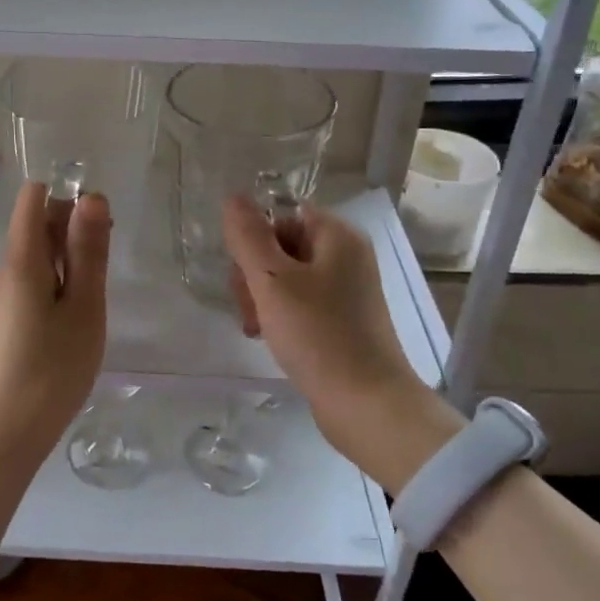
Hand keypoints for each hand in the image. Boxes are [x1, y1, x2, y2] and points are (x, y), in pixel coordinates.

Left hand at [0, 182, 109, 465]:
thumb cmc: (50, 372)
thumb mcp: (83, 309)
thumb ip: (88, 252)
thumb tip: (91, 196)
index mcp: (21, 259)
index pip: (34, 197)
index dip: (68, 197)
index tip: (101, 229)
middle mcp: (3, 270)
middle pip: (36, 226)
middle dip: (74, 232)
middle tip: (104, 275)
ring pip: (36, 259)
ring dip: (68, 265)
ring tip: (92, 305)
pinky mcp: (1, 323)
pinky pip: (30, 285)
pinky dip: (56, 289)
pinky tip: (71, 324)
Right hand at [223, 195, 457, 486]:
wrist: (366, 404)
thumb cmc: (318, 334)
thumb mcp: (273, 281)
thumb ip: (248, 236)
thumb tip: (233, 196)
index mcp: (338, 237)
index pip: (282, 216)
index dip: (255, 241)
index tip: (244, 276)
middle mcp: (347, 256)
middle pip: (282, 247)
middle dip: (255, 275)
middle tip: (250, 309)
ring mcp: (347, 290)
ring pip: (286, 278)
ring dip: (262, 299)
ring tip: (258, 329)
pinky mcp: (342, 320)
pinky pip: (301, 304)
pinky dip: (280, 316)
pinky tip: (270, 338)